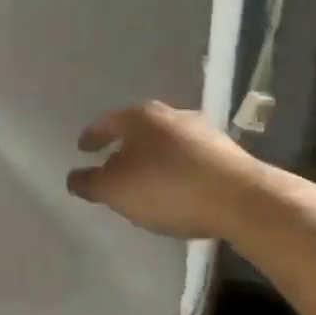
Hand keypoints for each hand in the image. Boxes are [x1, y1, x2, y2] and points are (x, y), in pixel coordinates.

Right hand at [67, 101, 255, 239]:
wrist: (241, 199)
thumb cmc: (166, 188)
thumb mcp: (114, 190)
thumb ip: (89, 183)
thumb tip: (75, 177)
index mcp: (140, 117)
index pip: (107, 123)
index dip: (92, 136)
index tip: (83, 148)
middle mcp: (172, 115)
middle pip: (140, 130)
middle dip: (126, 146)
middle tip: (113, 164)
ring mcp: (204, 132)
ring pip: (167, 143)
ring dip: (154, 158)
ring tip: (145, 179)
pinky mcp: (228, 153)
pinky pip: (190, 159)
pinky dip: (177, 170)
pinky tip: (176, 188)